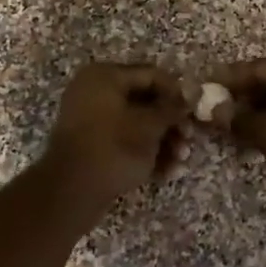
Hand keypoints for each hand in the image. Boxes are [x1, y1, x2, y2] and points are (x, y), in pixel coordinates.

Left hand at [40, 63, 191, 211]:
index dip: (176, 92)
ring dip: (162, 141)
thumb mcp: (149, 126)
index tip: (195, 111)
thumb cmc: (114, 148)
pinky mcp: (90, 145)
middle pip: (144, 101)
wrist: (71, 191)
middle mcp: (94, 91)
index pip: (150, 75)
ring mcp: (89, 119)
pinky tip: (166, 172)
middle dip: (170, 123)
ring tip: (180, 161)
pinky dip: (144, 153)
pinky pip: (122, 141)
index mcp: (105, 76)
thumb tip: (189, 96)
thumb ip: (171, 108)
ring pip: (135, 124)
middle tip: (189, 139)